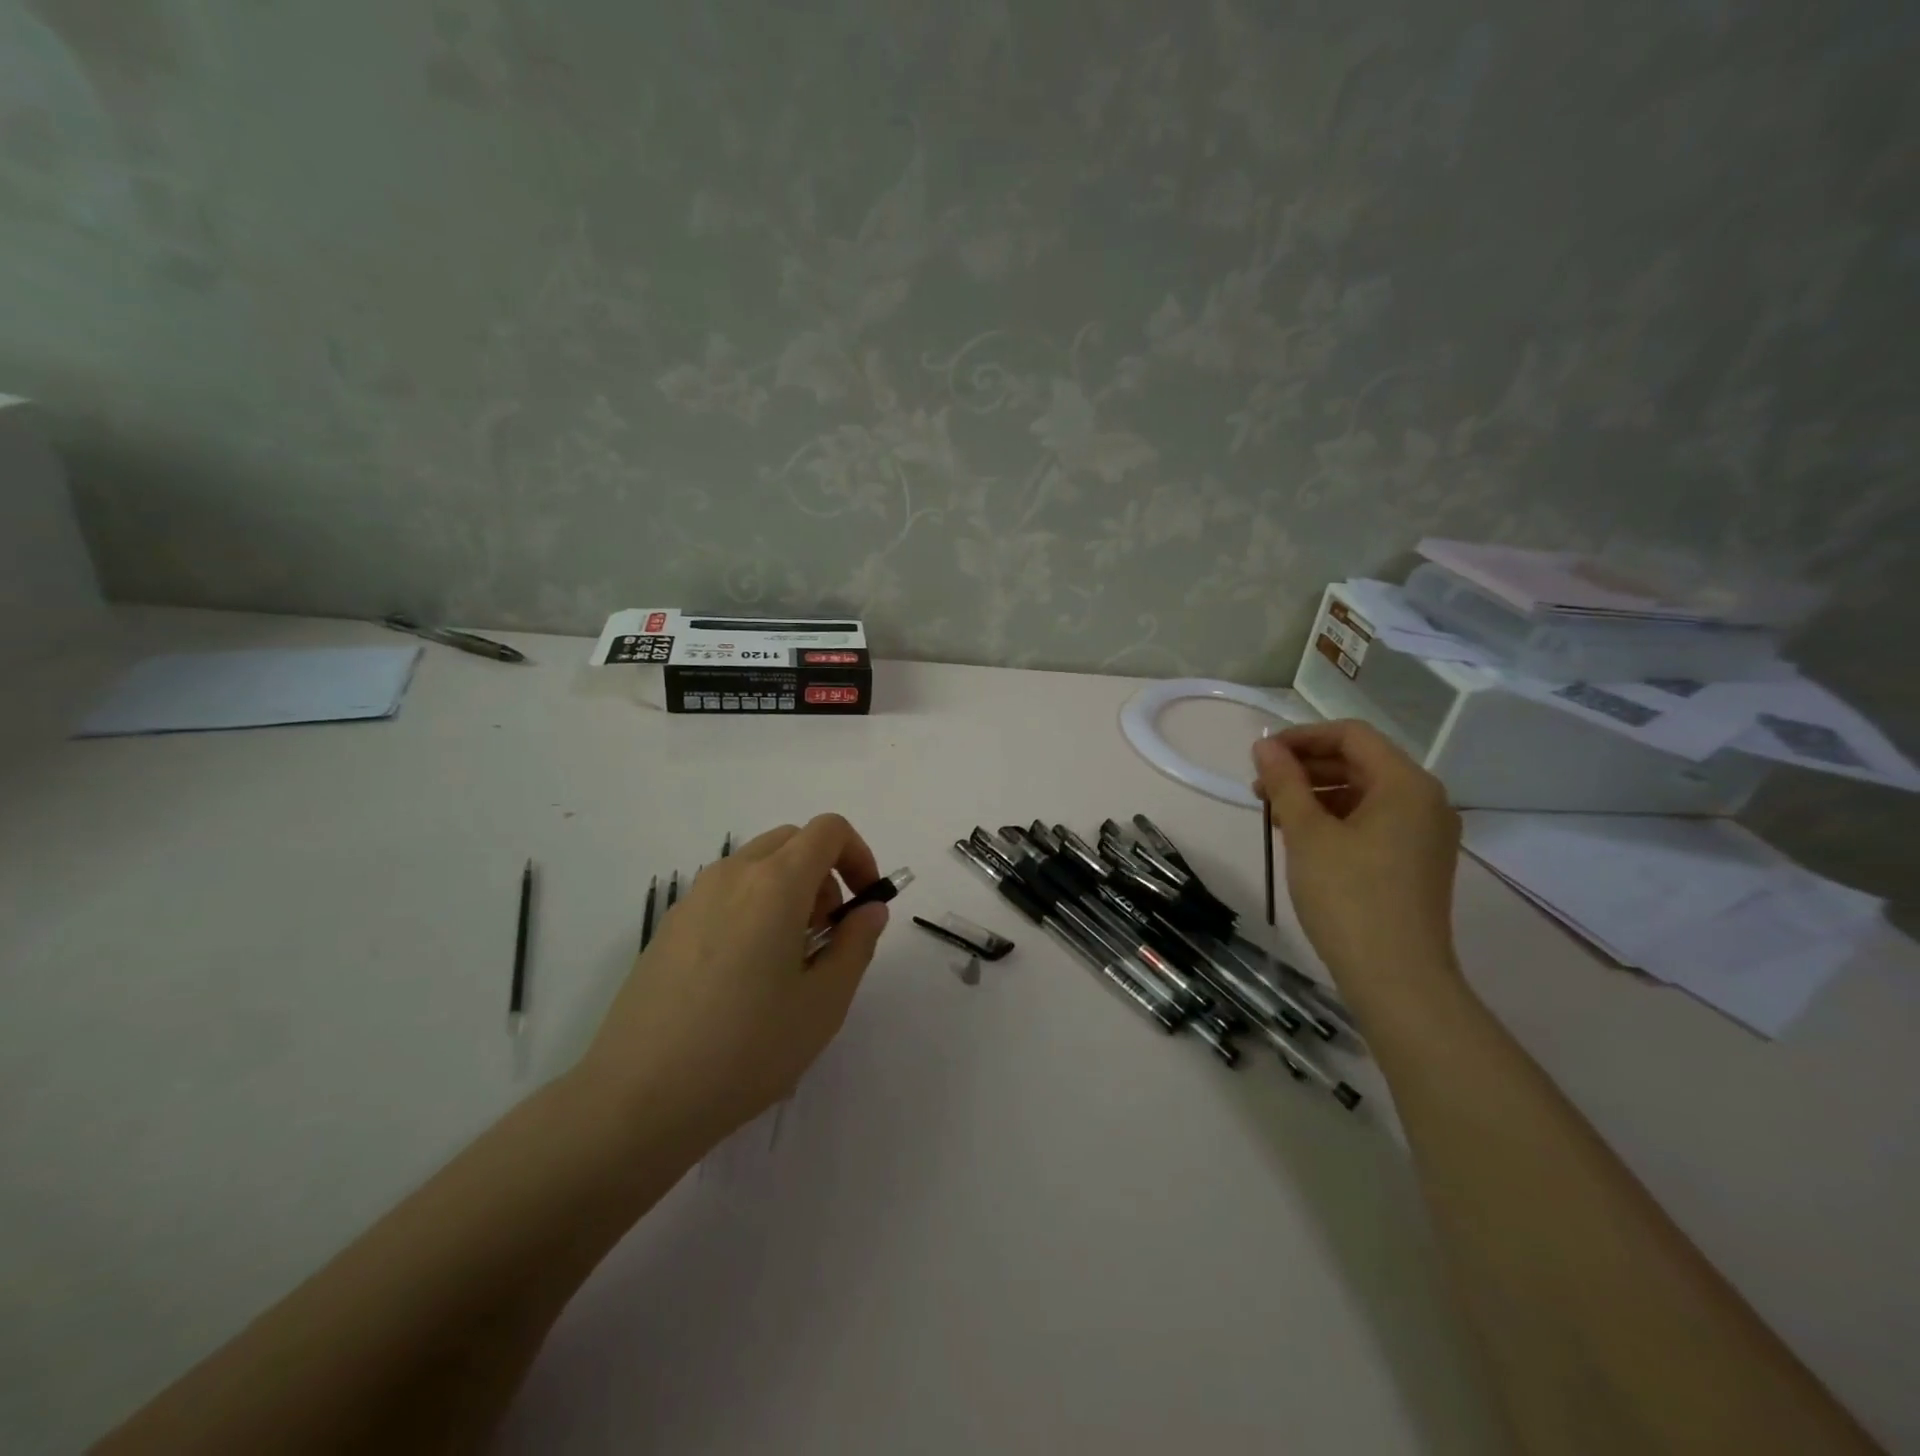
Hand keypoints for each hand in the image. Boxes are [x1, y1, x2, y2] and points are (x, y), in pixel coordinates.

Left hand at [576, 814, 889, 1144]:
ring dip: (788, 889)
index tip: (865, 904)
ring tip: (788, 958)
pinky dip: (753, 907)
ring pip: (755, 866)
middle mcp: (732, 875)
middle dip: (824, 873)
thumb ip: (856, 943)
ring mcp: (693, 898)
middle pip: (791, 841)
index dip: (859, 856)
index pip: (828, 830)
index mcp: (775, 884)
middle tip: (828, 932)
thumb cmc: (746, 1049)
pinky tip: (744, 975)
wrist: (637, 1098)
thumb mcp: (824, 1003)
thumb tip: (869, 909)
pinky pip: (724, 893)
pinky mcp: (669, 927)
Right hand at [1252, 721, 1464, 1011]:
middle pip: (1360, 762)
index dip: (1302, 737)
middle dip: (1306, 768)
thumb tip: (1265, 746)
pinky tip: (1302, 838)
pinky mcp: (1417, 861)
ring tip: (1274, 815)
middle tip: (1260, 787)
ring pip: (1364, 793)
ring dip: (1317, 794)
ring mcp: (1425, 833)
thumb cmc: (1348, 897)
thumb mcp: (1307, 834)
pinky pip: (1373, 821)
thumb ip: (1285, 782)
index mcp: (1406, 784)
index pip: (1351, 735)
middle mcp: (1425, 800)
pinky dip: (1336, 819)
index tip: (1261, 756)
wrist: (1397, 978)